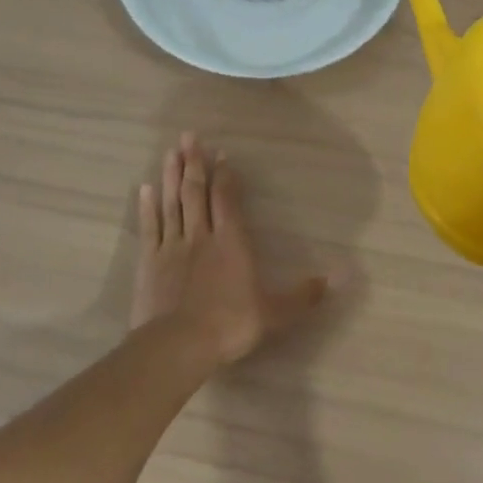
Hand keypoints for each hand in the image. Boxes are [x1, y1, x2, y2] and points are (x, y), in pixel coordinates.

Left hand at [133, 133, 327, 366]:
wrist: (179, 345)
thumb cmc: (230, 324)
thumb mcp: (275, 312)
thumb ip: (304, 294)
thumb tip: (337, 278)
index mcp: (231, 242)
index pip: (227, 199)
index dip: (224, 175)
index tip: (221, 154)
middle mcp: (201, 236)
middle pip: (196, 192)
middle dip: (194, 163)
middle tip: (189, 136)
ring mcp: (172, 247)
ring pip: (172, 203)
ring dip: (171, 176)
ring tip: (171, 151)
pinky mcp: (149, 262)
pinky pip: (150, 227)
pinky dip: (147, 206)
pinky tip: (144, 188)